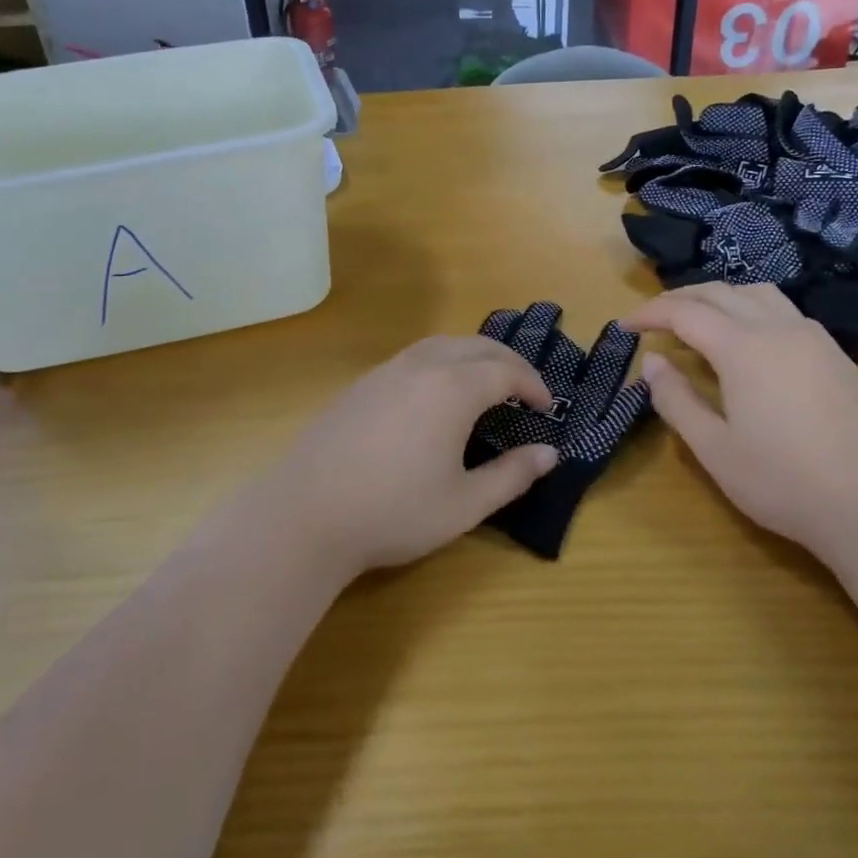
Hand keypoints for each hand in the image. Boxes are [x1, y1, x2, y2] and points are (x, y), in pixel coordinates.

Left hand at [253, 336, 558, 577]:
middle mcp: (420, 367)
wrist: (307, 514)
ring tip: (484, 382)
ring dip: (471, 355)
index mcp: (452, 389)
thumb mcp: (464, 504)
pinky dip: (439, 361)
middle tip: (524, 387)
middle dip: (506, 361)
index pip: (505, 370)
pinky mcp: (359, 384)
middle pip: (474, 346)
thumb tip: (549, 453)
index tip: (547, 406)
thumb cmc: (394, 512)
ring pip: (439, 344)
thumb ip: (512, 476)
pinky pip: (411, 357)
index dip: (532, 384)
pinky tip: (434, 394)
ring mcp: (384, 371)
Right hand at [622, 284, 857, 559]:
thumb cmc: (782, 482)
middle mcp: (778, 329)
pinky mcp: (834, 353)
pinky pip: (784, 310)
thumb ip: (676, 399)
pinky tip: (745, 338)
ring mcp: (812, 337)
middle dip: (679, 298)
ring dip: (717, 297)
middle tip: (651, 319)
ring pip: (756, 292)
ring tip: (695, 319)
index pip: (685, 312)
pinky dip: (750, 308)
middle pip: (719, 292)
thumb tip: (651, 363)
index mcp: (744, 348)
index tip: (625, 325)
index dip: (650, 314)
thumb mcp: (713, 448)